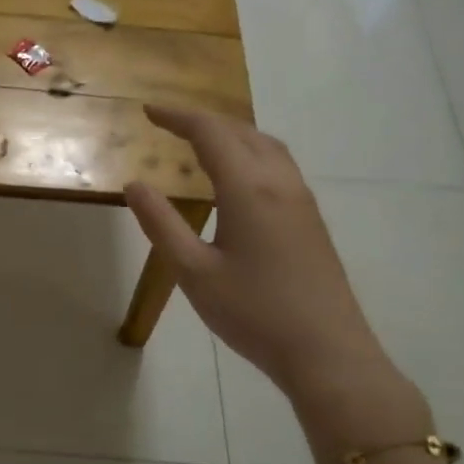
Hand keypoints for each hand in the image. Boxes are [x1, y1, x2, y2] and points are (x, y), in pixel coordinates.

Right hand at [124, 107, 395, 409]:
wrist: (327, 352)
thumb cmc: (253, 312)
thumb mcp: (193, 271)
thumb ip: (161, 224)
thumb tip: (135, 184)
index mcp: (248, 189)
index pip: (210, 134)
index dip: (178, 117)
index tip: (148, 110)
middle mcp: (279, 183)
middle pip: (241, 131)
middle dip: (202, 120)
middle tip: (168, 122)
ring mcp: (301, 200)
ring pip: (266, 145)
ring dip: (230, 132)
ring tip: (201, 139)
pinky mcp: (311, 219)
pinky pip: (278, 164)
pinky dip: (250, 151)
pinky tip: (237, 175)